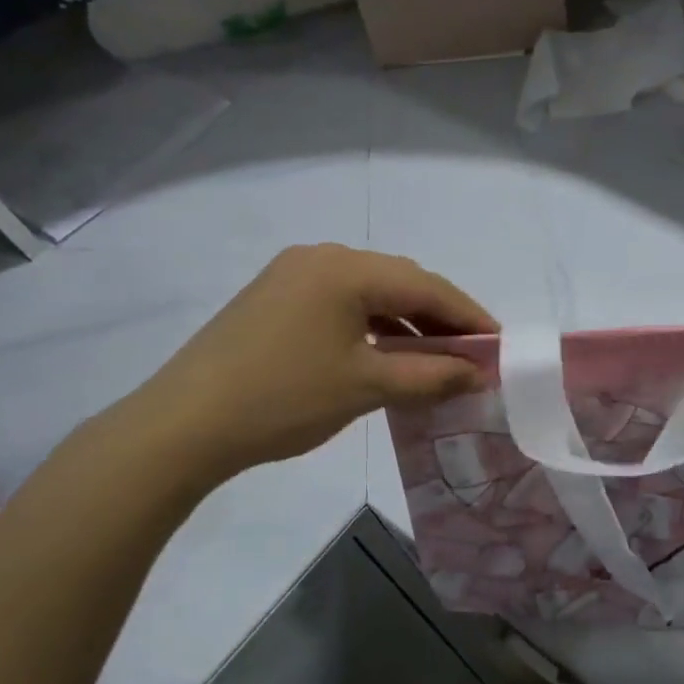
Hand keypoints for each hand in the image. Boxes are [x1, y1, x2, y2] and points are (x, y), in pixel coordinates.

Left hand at [120, 244, 495, 487]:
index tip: (500, 345)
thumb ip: (432, 376)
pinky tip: (387, 352)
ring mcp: (293, 274)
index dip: (469, 316)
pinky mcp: (275, 297)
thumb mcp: (367, 387)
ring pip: (370, 292)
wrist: (182, 425)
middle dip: (440, 318)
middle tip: (471, 354)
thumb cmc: (284, 400)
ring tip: (436, 357)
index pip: (426, 287)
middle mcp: (321, 257)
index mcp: (346, 268)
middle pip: (400, 282)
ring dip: (406, 322)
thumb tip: (479, 373)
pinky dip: (372, 325)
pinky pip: (341, 302)